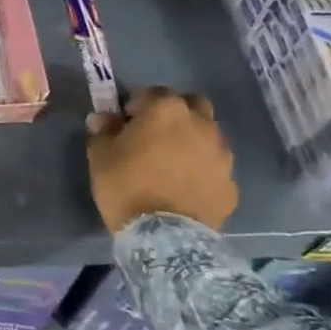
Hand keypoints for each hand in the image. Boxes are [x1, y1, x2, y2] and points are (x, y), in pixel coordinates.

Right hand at [86, 87, 237, 232]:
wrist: (165, 237)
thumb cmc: (126, 186)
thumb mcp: (100, 155)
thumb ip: (103, 129)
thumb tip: (103, 118)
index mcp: (166, 109)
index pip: (150, 92)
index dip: (135, 105)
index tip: (124, 122)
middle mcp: (200, 123)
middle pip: (191, 104)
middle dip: (175, 113)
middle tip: (155, 134)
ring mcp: (221, 154)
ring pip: (208, 134)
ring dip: (192, 140)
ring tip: (173, 163)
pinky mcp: (230, 183)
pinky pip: (214, 167)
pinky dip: (202, 170)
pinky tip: (186, 186)